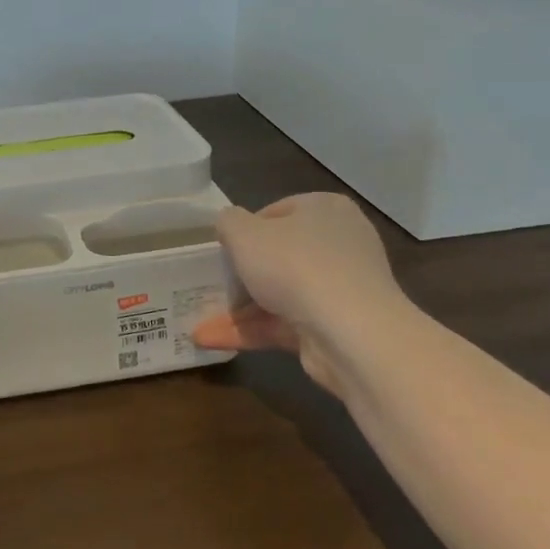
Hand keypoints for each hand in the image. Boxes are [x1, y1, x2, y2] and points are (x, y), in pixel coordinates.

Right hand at [192, 194, 401, 392]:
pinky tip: (212, 339)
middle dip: (242, 273)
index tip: (223, 249)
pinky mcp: (336, 326)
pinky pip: (285, 323)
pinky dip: (251, 330)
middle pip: (279, 254)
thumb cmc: (295, 266)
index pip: (277, 212)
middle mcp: (339, 244)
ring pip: (280, 293)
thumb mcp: (243, 232)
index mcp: (325, 209)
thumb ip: (228, 222)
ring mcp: (340, 288)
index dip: (245, 229)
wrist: (351, 333)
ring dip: (239, 309)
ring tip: (198, 319)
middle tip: (212, 283)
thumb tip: (229, 224)